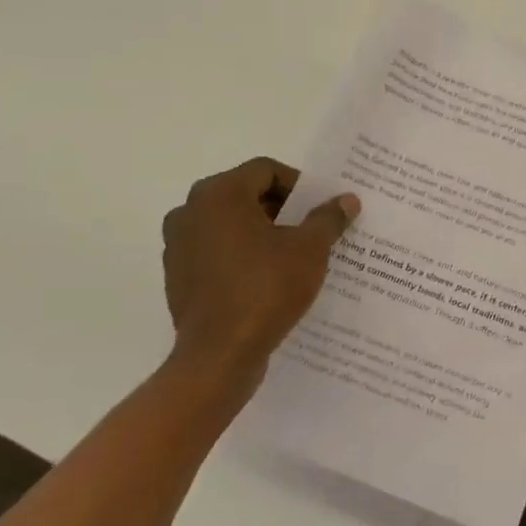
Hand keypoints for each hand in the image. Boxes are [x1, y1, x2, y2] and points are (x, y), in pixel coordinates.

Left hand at [161, 158, 358, 405]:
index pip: (266, 171)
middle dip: (282, 209)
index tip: (321, 208)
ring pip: (229, 225)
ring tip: (293, 256)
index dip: (299, 185)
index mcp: (219, 194)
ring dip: (261, 232)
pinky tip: (267, 279)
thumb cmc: (266, 289)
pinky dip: (241, 256)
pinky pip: (215, 253)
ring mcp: (178, 245)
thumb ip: (328, 218)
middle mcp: (190, 211)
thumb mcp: (310, 249)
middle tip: (312, 229)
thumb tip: (347, 199)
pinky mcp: (177, 276)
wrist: (219, 355)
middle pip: (245, 195)